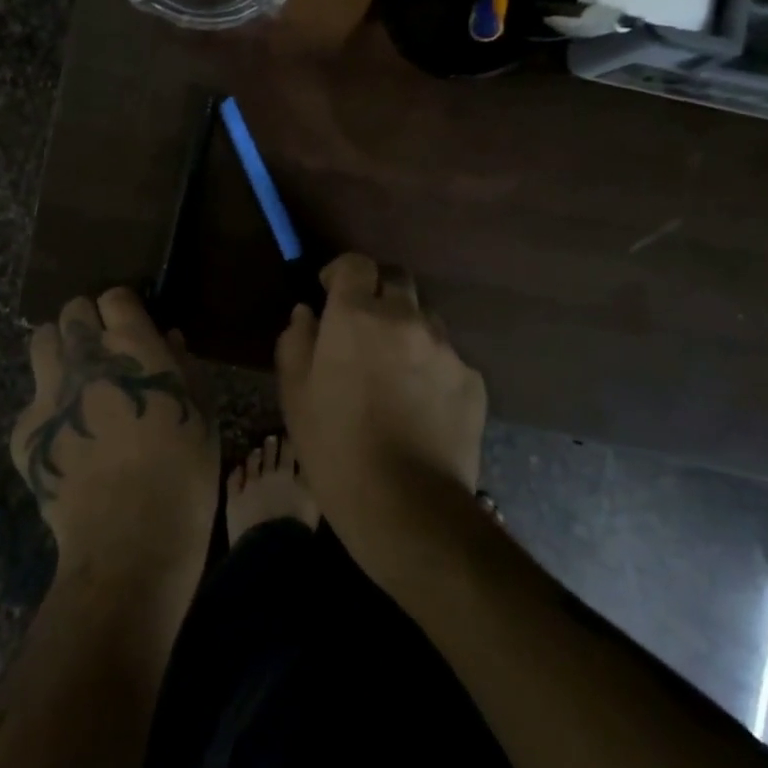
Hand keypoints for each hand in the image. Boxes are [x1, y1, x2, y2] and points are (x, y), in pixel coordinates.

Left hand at [10, 288, 217, 582]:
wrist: (129, 540)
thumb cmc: (183, 474)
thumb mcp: (202, 414)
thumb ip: (183, 367)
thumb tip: (168, 340)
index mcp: (132, 347)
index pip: (114, 297)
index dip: (123, 310)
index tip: (130, 329)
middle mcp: (84, 357)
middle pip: (72, 311)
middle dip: (87, 324)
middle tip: (101, 353)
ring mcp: (48, 392)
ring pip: (42, 341)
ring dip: (59, 350)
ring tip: (74, 378)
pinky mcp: (25, 429)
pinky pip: (32, 399)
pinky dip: (47, 408)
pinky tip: (65, 436)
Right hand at [276, 252, 485, 517]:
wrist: (405, 504)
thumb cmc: (334, 445)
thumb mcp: (294, 393)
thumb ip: (296, 340)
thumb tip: (307, 313)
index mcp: (356, 315)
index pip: (356, 263)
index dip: (342, 273)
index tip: (330, 293)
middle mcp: (405, 318)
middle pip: (396, 280)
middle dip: (377, 294)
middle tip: (362, 330)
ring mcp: (445, 348)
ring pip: (425, 318)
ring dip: (406, 329)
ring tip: (394, 370)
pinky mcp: (472, 379)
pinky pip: (447, 357)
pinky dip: (431, 366)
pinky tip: (420, 404)